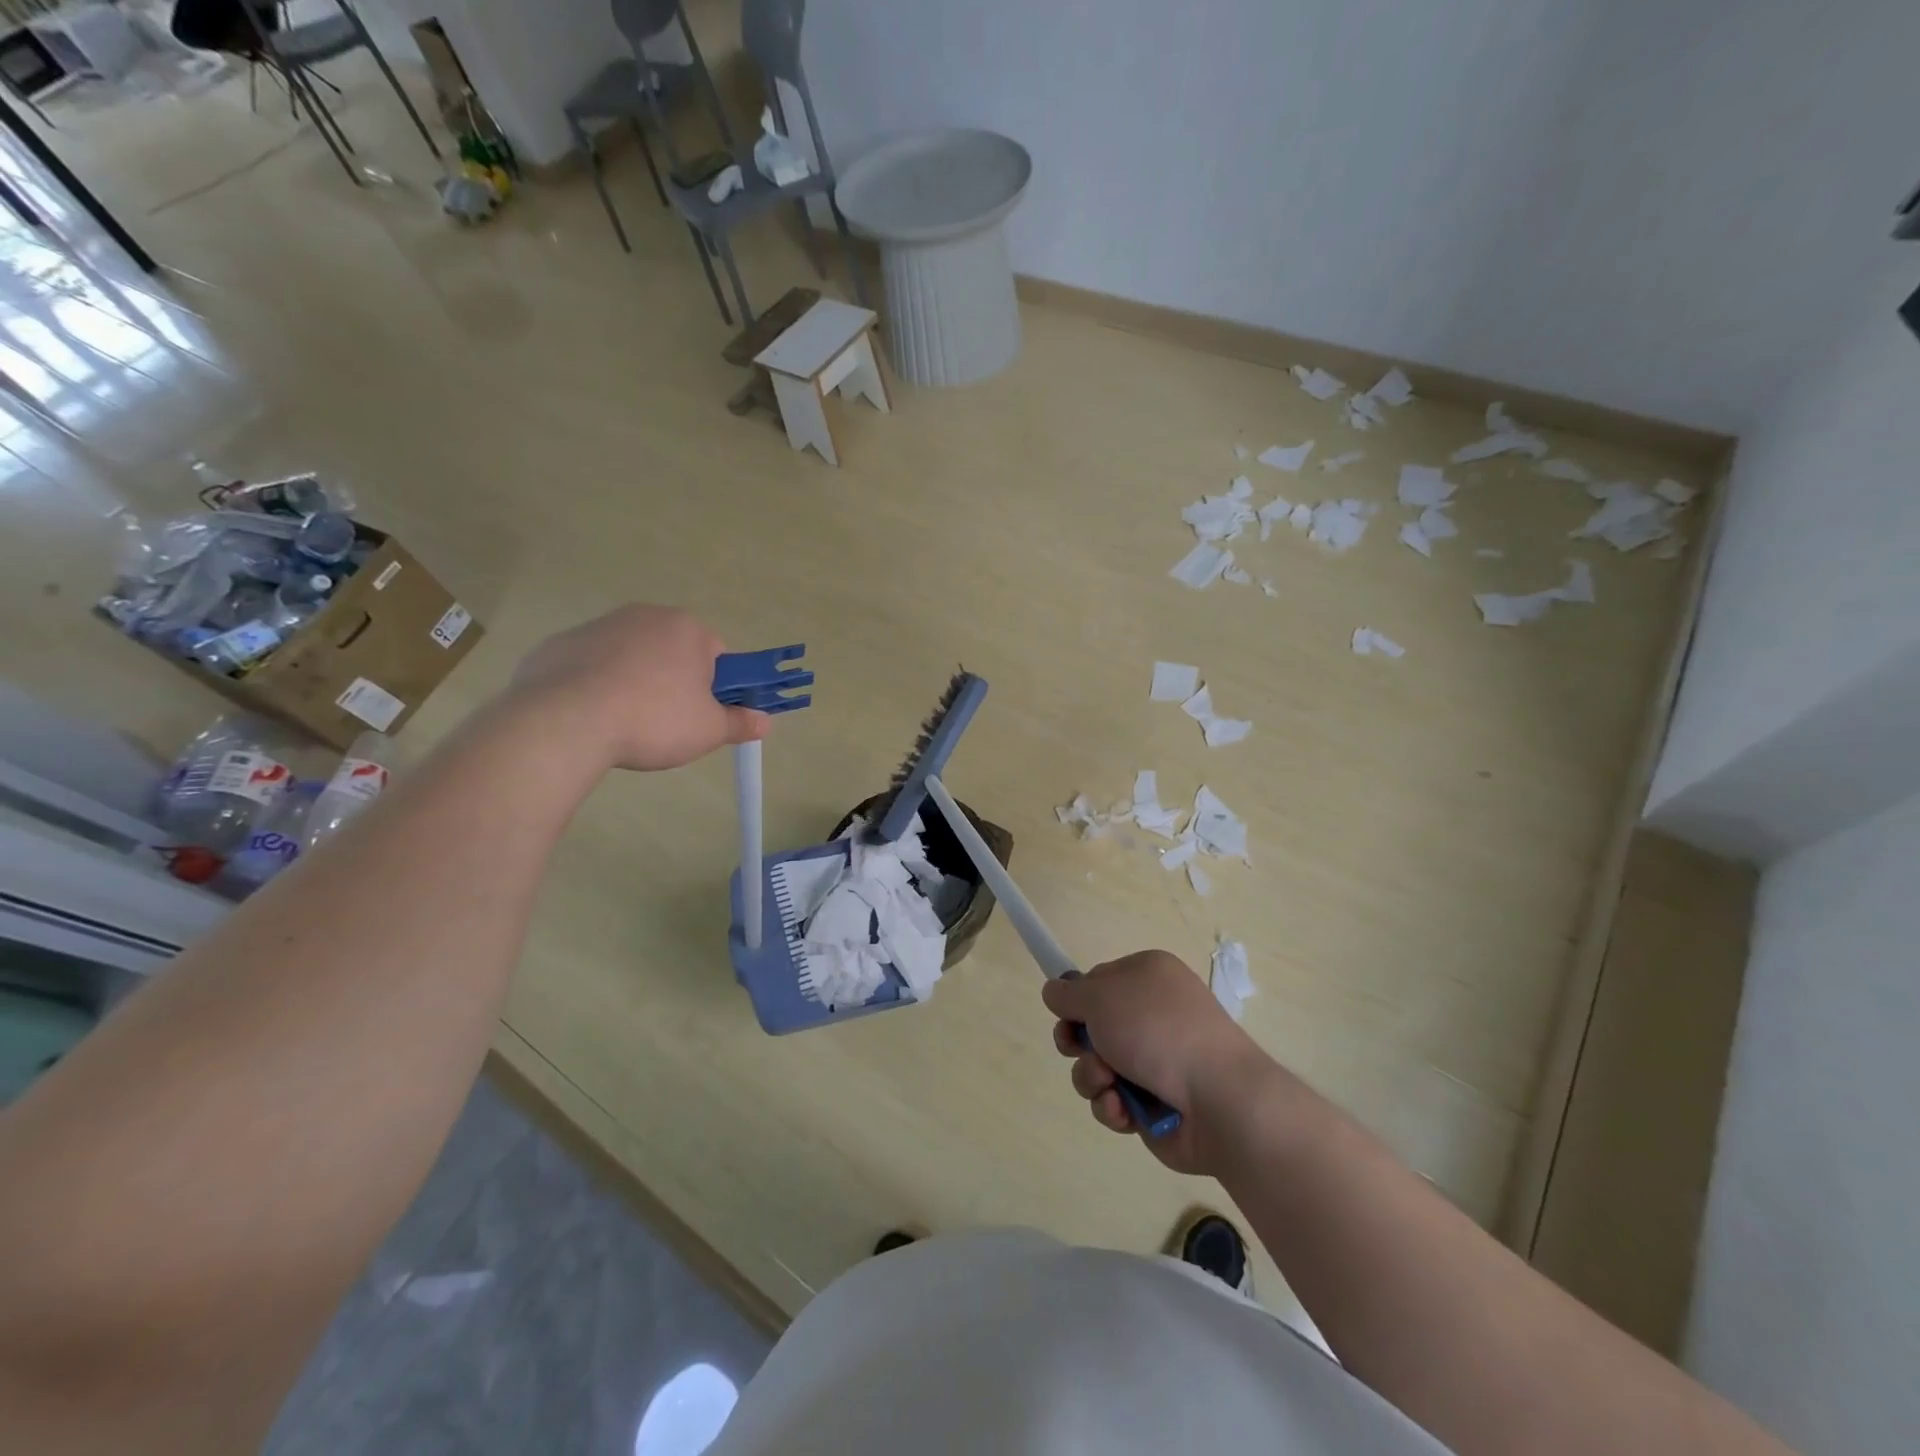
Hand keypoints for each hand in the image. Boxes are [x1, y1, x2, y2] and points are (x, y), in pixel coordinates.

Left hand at [508, 604, 767, 770]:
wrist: (564, 721)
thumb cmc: (652, 719)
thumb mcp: (708, 730)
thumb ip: (740, 722)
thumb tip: (765, 721)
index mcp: (687, 629)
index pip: (719, 656)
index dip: (718, 689)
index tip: (707, 715)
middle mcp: (645, 616)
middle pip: (674, 653)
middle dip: (676, 683)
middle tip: (671, 724)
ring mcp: (599, 627)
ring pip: (632, 658)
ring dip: (637, 684)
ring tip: (626, 724)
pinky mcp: (560, 644)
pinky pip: (592, 667)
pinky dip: (597, 687)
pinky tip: (592, 717)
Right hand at [1043, 951, 1270, 1175]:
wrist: (1218, 1099)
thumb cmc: (1157, 1031)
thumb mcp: (1100, 996)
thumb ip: (1068, 993)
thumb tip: (1054, 992)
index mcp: (1148, 976)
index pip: (1096, 981)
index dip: (1076, 1000)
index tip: (1064, 1015)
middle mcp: (1152, 1014)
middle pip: (1092, 1026)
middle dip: (1079, 1043)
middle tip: (1078, 1049)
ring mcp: (1156, 1060)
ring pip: (1097, 1066)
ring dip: (1092, 1077)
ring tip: (1109, 1085)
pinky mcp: (1155, 1102)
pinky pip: (1114, 1100)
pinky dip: (1112, 1106)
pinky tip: (1124, 1109)